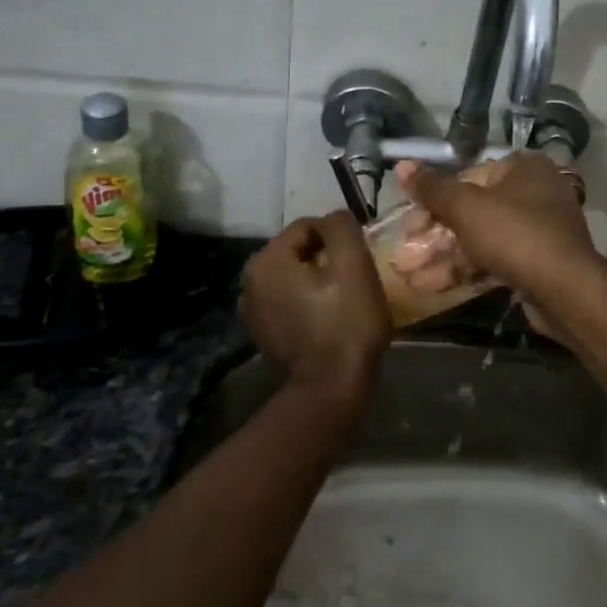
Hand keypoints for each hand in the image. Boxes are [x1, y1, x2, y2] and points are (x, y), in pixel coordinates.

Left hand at [240, 213, 392, 403]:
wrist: (332, 388)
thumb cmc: (346, 322)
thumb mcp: (353, 264)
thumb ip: (341, 226)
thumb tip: (335, 218)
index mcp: (266, 261)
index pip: (309, 226)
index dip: (338, 238)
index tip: (358, 261)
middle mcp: (249, 281)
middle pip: (299, 250)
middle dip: (327, 258)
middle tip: (354, 280)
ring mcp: (252, 310)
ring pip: (295, 275)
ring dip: (318, 280)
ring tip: (343, 300)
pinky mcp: (263, 333)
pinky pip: (290, 300)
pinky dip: (308, 301)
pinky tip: (328, 318)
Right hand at [391, 153, 604, 321]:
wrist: (566, 290)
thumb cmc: (515, 234)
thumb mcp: (466, 207)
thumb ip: (433, 188)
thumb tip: (402, 166)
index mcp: (524, 168)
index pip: (468, 177)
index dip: (433, 200)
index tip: (408, 224)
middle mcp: (535, 193)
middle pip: (473, 211)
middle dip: (434, 235)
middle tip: (404, 254)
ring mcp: (538, 230)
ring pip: (481, 239)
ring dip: (443, 257)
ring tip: (408, 275)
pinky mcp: (537, 263)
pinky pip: (494, 260)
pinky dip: (464, 270)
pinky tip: (431, 286)